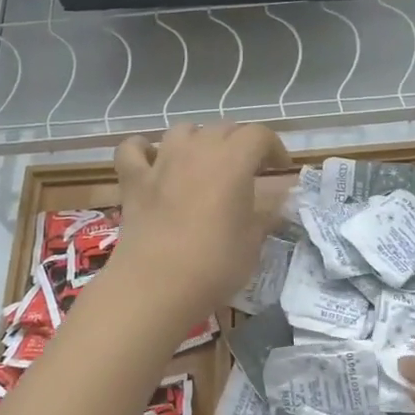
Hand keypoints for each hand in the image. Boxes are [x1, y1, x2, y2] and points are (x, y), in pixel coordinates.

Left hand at [110, 123, 291, 319]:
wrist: (157, 286)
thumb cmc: (215, 264)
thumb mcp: (254, 242)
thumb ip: (266, 214)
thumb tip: (279, 201)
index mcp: (233, 161)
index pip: (259, 135)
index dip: (274, 147)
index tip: (280, 168)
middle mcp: (197, 150)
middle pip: (223, 129)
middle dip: (240, 143)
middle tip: (248, 170)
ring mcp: (161, 162)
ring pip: (182, 131)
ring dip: (198, 140)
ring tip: (205, 162)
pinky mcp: (133, 180)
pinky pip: (133, 149)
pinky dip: (144, 150)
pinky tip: (153, 161)